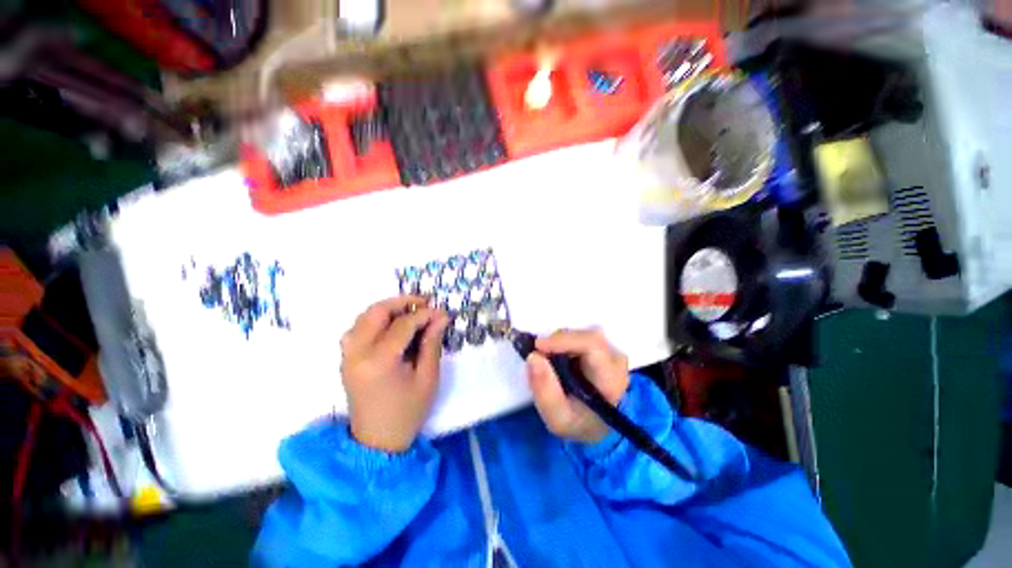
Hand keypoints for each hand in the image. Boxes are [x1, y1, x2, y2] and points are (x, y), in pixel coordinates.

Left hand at [340, 296, 449, 451]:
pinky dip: (375, 320)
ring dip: (387, 309)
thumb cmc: (408, 412)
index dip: (424, 314)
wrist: (378, 441)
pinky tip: (391, 325)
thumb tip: (441, 316)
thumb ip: (432, 343)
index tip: (440, 311)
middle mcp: (357, 353)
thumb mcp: (427, 377)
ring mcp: (347, 356)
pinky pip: (357, 328)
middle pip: (376, 312)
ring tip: (410, 312)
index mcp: (379, 361)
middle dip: (402, 302)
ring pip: (364, 317)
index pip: (403, 325)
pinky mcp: (346, 359)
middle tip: (424, 303)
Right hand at [526, 329, 630, 443]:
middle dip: (558, 342)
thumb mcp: (557, 418)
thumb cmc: (578, 422)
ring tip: (550, 361)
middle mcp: (616, 360)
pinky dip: (565, 342)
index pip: (592, 345)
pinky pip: (582, 335)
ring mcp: (612, 351)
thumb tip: (533, 356)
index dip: (563, 340)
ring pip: (583, 333)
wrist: (597, 425)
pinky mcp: (605, 347)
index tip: (538, 346)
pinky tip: (558, 356)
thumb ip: (544, 391)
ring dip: (561, 342)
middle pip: (586, 336)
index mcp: (610, 380)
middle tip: (540, 356)